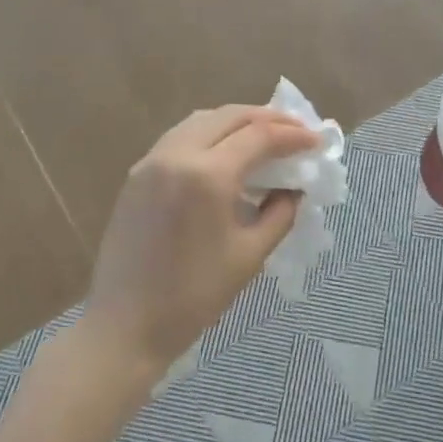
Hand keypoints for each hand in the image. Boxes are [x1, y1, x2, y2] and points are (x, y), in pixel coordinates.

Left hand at [85, 105, 317, 371]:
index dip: (292, 134)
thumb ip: (280, 213)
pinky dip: (210, 134)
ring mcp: (151, 161)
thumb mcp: (250, 255)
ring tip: (264, 135)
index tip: (317, 141)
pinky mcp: (137, 174)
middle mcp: (176, 155)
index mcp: (208, 175)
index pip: (259, 136)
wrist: (125, 325)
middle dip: (268, 118)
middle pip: (229, 116)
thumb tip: (294, 188)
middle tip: (296, 130)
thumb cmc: (194, 296)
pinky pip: (180, 137)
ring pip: (201, 120)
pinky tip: (226, 153)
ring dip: (237, 121)